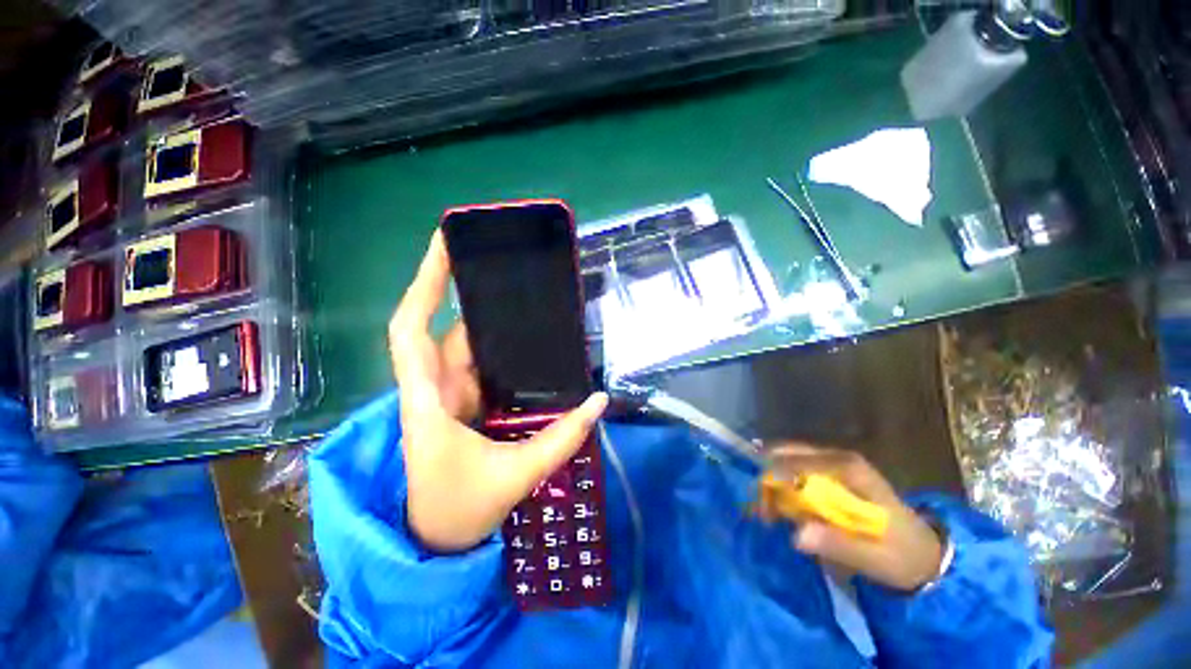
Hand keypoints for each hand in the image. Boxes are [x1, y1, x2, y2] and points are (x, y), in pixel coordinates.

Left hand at [388, 231, 608, 552]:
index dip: (424, 284)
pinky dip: (501, 351)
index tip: (445, 246)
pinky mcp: (463, 404)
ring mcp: (449, 395)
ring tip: (529, 301)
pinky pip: (481, 366)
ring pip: (468, 347)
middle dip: (473, 295)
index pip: (411, 329)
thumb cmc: (457, 512)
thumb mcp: (513, 477)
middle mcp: (434, 388)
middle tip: (511, 269)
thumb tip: (599, 401)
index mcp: (428, 401)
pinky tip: (527, 343)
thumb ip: (560, 439)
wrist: (433, 542)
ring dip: (493, 324)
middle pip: (448, 330)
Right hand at [764, 444, 943, 591]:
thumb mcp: (875, 558)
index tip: (761, 507)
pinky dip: (779, 484)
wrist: (924, 553)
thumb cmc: (902, 554)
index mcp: (849, 468)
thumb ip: (838, 545)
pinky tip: (775, 505)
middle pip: (787, 453)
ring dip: (770, 481)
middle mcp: (837, 457)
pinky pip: (794, 469)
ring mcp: (833, 462)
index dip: (775, 479)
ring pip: (787, 458)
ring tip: (763, 509)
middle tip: (757, 506)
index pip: (799, 462)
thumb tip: (796, 534)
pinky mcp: (830, 473)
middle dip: (766, 476)